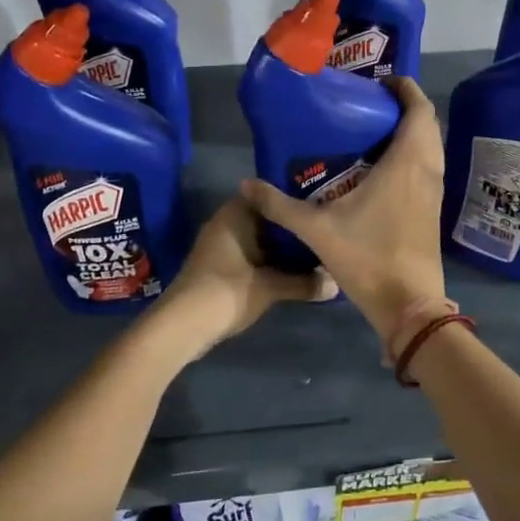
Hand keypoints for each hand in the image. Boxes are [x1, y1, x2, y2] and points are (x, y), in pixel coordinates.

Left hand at [158, 196, 336, 349]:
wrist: (183, 325)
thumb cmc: (227, 291)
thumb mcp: (271, 287)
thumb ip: (304, 283)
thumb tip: (337, 284)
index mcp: (236, 213)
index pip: (271, 195)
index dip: (295, 200)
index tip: (321, 206)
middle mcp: (227, 222)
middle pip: (267, 218)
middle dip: (292, 227)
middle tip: (324, 230)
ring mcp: (221, 245)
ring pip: (260, 239)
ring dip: (282, 247)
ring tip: (316, 250)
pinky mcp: (219, 266)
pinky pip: (251, 254)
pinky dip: (270, 260)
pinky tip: (293, 271)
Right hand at [241, 76, 447, 337]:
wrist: (409, 304)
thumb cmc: (368, 258)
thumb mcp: (317, 230)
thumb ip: (280, 206)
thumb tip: (246, 184)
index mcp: (406, 163)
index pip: (419, 110)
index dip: (406, 88)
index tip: (382, 81)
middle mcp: (427, 170)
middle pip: (427, 123)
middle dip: (405, 106)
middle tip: (371, 103)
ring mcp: (434, 190)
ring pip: (431, 146)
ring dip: (412, 130)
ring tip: (375, 129)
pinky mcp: (433, 208)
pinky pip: (429, 165)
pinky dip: (414, 153)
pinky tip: (384, 166)